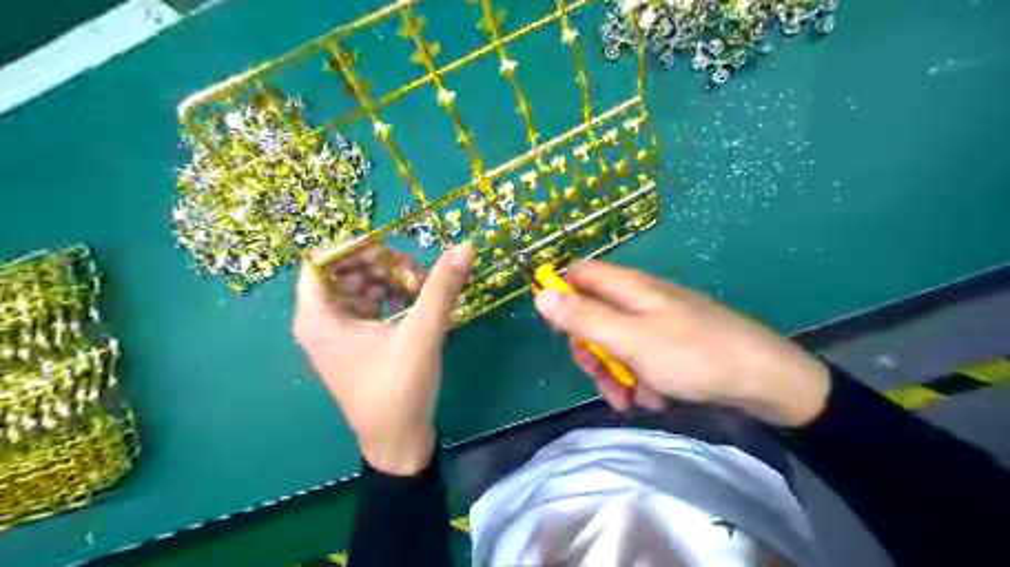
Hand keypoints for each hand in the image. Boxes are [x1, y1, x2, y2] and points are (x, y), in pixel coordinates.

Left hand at [295, 238, 476, 472]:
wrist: (399, 444)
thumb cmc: (399, 391)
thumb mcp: (421, 335)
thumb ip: (441, 288)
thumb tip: (465, 246)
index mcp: (318, 317)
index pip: (321, 259)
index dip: (356, 248)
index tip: (393, 251)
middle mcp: (322, 321)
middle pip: (344, 269)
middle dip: (381, 264)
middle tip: (416, 275)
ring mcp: (340, 332)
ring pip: (360, 285)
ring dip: (391, 280)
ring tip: (422, 289)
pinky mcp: (358, 341)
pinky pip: (371, 304)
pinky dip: (393, 296)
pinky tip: (417, 303)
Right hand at [533, 262, 832, 423]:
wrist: (766, 381)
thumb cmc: (693, 355)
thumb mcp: (630, 339)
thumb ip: (584, 317)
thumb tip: (541, 293)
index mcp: (629, 288)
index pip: (580, 275)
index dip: (562, 297)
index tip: (560, 331)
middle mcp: (641, 300)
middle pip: (594, 315)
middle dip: (592, 350)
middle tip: (601, 375)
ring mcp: (658, 323)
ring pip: (616, 343)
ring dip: (616, 373)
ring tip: (632, 399)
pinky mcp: (673, 346)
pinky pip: (641, 358)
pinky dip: (641, 379)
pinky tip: (656, 398)